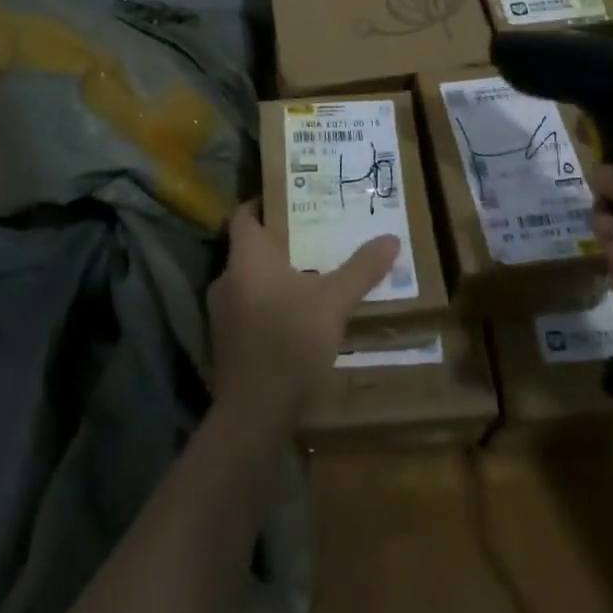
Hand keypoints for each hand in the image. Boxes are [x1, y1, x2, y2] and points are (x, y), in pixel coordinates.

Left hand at [207, 202, 399, 426]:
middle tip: (311, 235)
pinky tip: (294, 316)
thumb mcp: (334, 301)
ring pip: (248, 281)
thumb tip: (391, 238)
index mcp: (246, 258)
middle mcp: (226, 278)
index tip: (290, 198)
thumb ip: (361, 268)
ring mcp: (221, 314)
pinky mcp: (225, 344)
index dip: (263, 203)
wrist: (254, 414)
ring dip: (273, 277)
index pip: (244, 215)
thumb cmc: (291, 341)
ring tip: (308, 274)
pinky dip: (267, 305)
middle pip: (249, 248)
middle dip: (278, 242)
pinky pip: (246, 309)